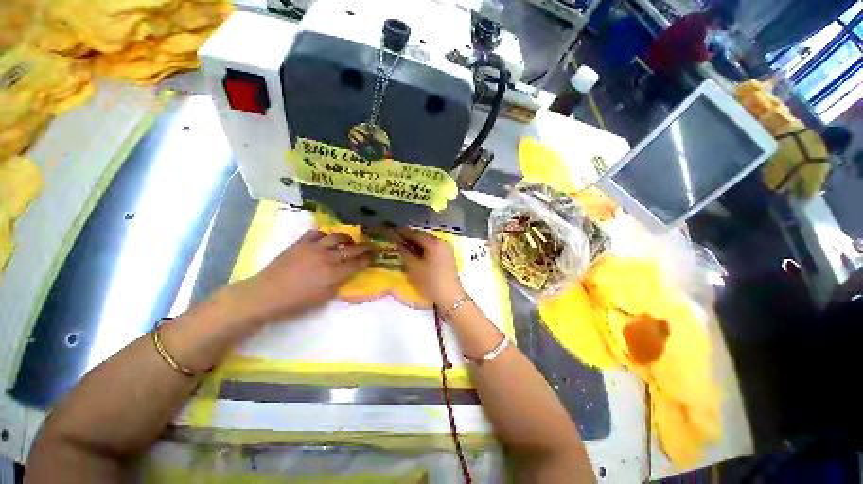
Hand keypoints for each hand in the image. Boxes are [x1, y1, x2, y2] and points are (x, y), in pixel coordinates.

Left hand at [238, 230, 374, 322]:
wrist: (265, 294)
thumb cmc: (296, 302)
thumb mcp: (324, 298)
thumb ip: (339, 284)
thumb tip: (347, 274)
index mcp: (334, 274)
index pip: (358, 263)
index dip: (369, 259)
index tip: (375, 256)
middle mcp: (327, 258)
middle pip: (352, 248)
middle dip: (366, 247)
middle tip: (372, 246)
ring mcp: (314, 248)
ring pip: (337, 236)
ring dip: (347, 238)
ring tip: (350, 241)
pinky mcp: (300, 243)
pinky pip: (316, 233)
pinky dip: (324, 234)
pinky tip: (325, 239)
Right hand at [395, 228, 463, 308]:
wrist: (450, 297)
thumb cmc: (430, 282)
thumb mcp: (414, 267)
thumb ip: (405, 253)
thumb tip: (399, 243)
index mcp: (434, 243)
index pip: (416, 233)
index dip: (403, 232)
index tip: (393, 231)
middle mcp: (441, 243)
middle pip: (423, 236)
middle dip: (410, 237)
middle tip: (397, 239)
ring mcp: (446, 250)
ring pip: (428, 243)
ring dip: (417, 244)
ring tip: (404, 246)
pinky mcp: (447, 258)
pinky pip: (433, 249)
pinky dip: (424, 249)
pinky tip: (416, 254)